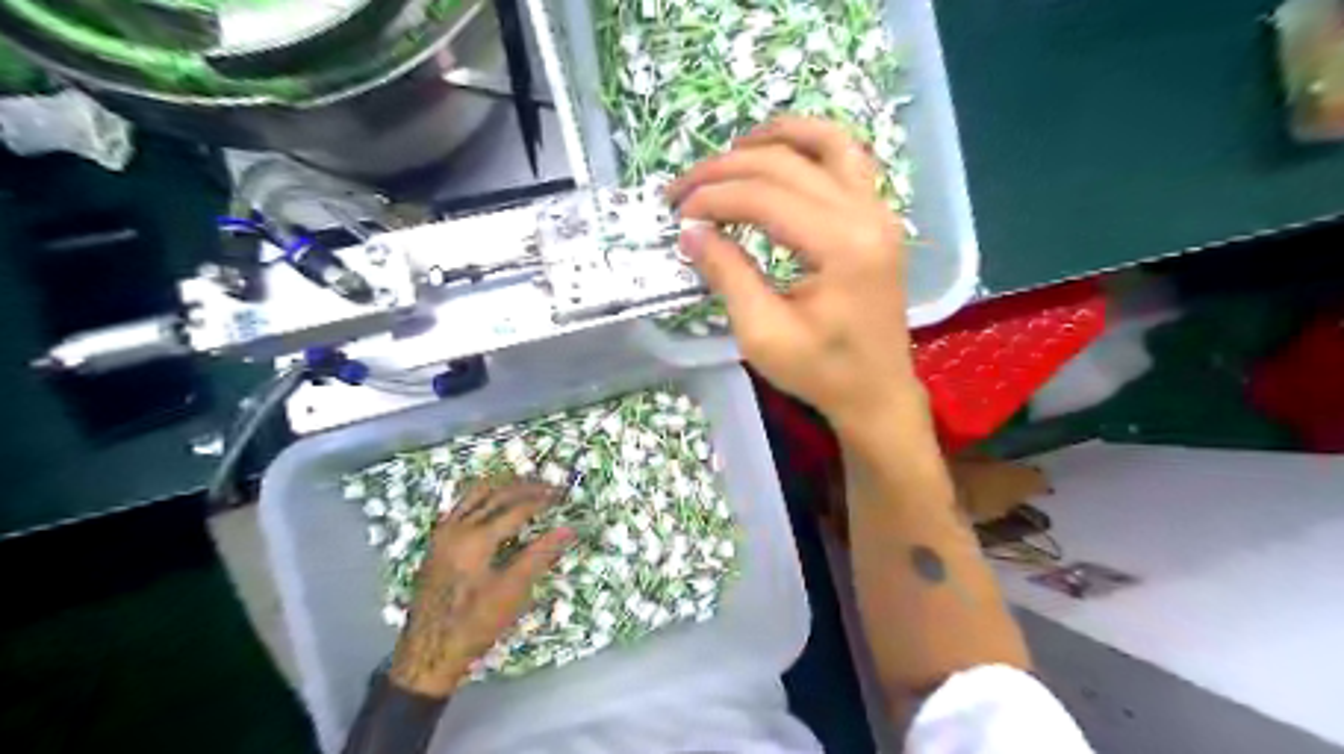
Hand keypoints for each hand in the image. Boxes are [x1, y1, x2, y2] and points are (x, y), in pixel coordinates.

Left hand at [392, 481, 574, 696]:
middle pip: (495, 494)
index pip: (516, 508)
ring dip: (503, 487)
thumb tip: (569, 529)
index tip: (563, 495)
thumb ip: (540, 556)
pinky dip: (483, 497)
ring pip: (475, 495)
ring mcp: (443, 534)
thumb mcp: (512, 592)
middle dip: (525, 487)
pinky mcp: (437, 543)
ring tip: (526, 488)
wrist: (428, 654)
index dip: (542, 500)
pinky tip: (496, 505)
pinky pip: (462, 506)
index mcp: (475, 539)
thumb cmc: (474, 625)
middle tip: (550, 486)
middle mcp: (456, 528)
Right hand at [668, 114, 923, 426]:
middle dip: (725, 170)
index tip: (677, 214)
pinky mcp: (878, 217)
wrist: (877, 392)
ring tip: (729, 152)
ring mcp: (880, 210)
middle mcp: (867, 213)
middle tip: (683, 189)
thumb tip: (691, 232)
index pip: (765, 197)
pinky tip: (779, 156)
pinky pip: (846, 160)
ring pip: (826, 143)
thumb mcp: (763, 334)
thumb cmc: (822, 372)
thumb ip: (728, 275)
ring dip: (772, 139)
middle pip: (786, 165)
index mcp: (842, 246)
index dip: (713, 198)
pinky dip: (808, 147)